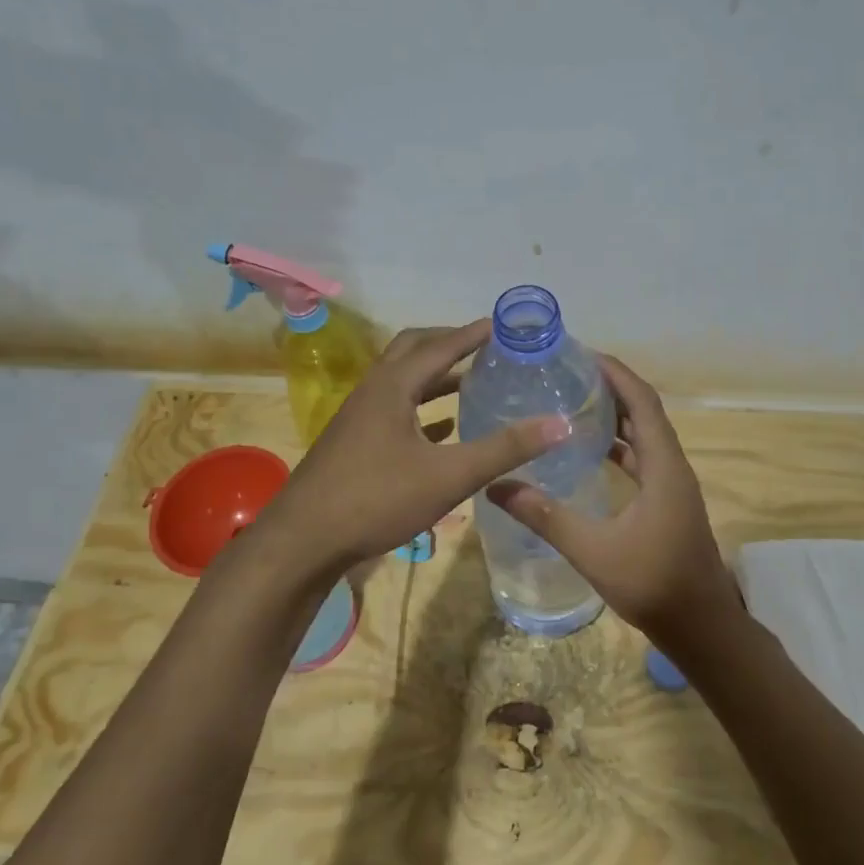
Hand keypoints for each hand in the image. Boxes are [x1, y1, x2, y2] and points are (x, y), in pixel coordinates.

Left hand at [257, 320, 569, 577]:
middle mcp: (373, 392)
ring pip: (402, 384)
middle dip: (449, 345)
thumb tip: (560, 424)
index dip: (473, 334)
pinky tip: (443, 430)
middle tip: (485, 347)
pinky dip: (422, 410)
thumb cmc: (376, 499)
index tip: (504, 324)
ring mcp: (359, 418)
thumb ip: (504, 449)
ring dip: (436, 379)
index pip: (440, 346)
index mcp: (393, 387)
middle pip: (413, 352)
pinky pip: (394, 412)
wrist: (303, 540)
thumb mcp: (449, 475)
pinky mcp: (354, 444)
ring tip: (472, 383)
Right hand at [487, 355, 742, 654]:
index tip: (581, 354)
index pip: (642, 402)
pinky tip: (589, 451)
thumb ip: (545, 517)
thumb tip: (496, 486)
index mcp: (663, 466)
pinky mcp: (667, 502)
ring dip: (615, 415)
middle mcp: (672, 467)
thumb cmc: (653, 584)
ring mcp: (672, 485)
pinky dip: (618, 445)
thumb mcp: (593, 550)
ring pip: (643, 435)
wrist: (700, 626)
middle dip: (611, 387)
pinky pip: (642, 458)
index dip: (616, 373)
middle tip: (568, 373)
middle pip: (644, 411)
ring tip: (573, 400)